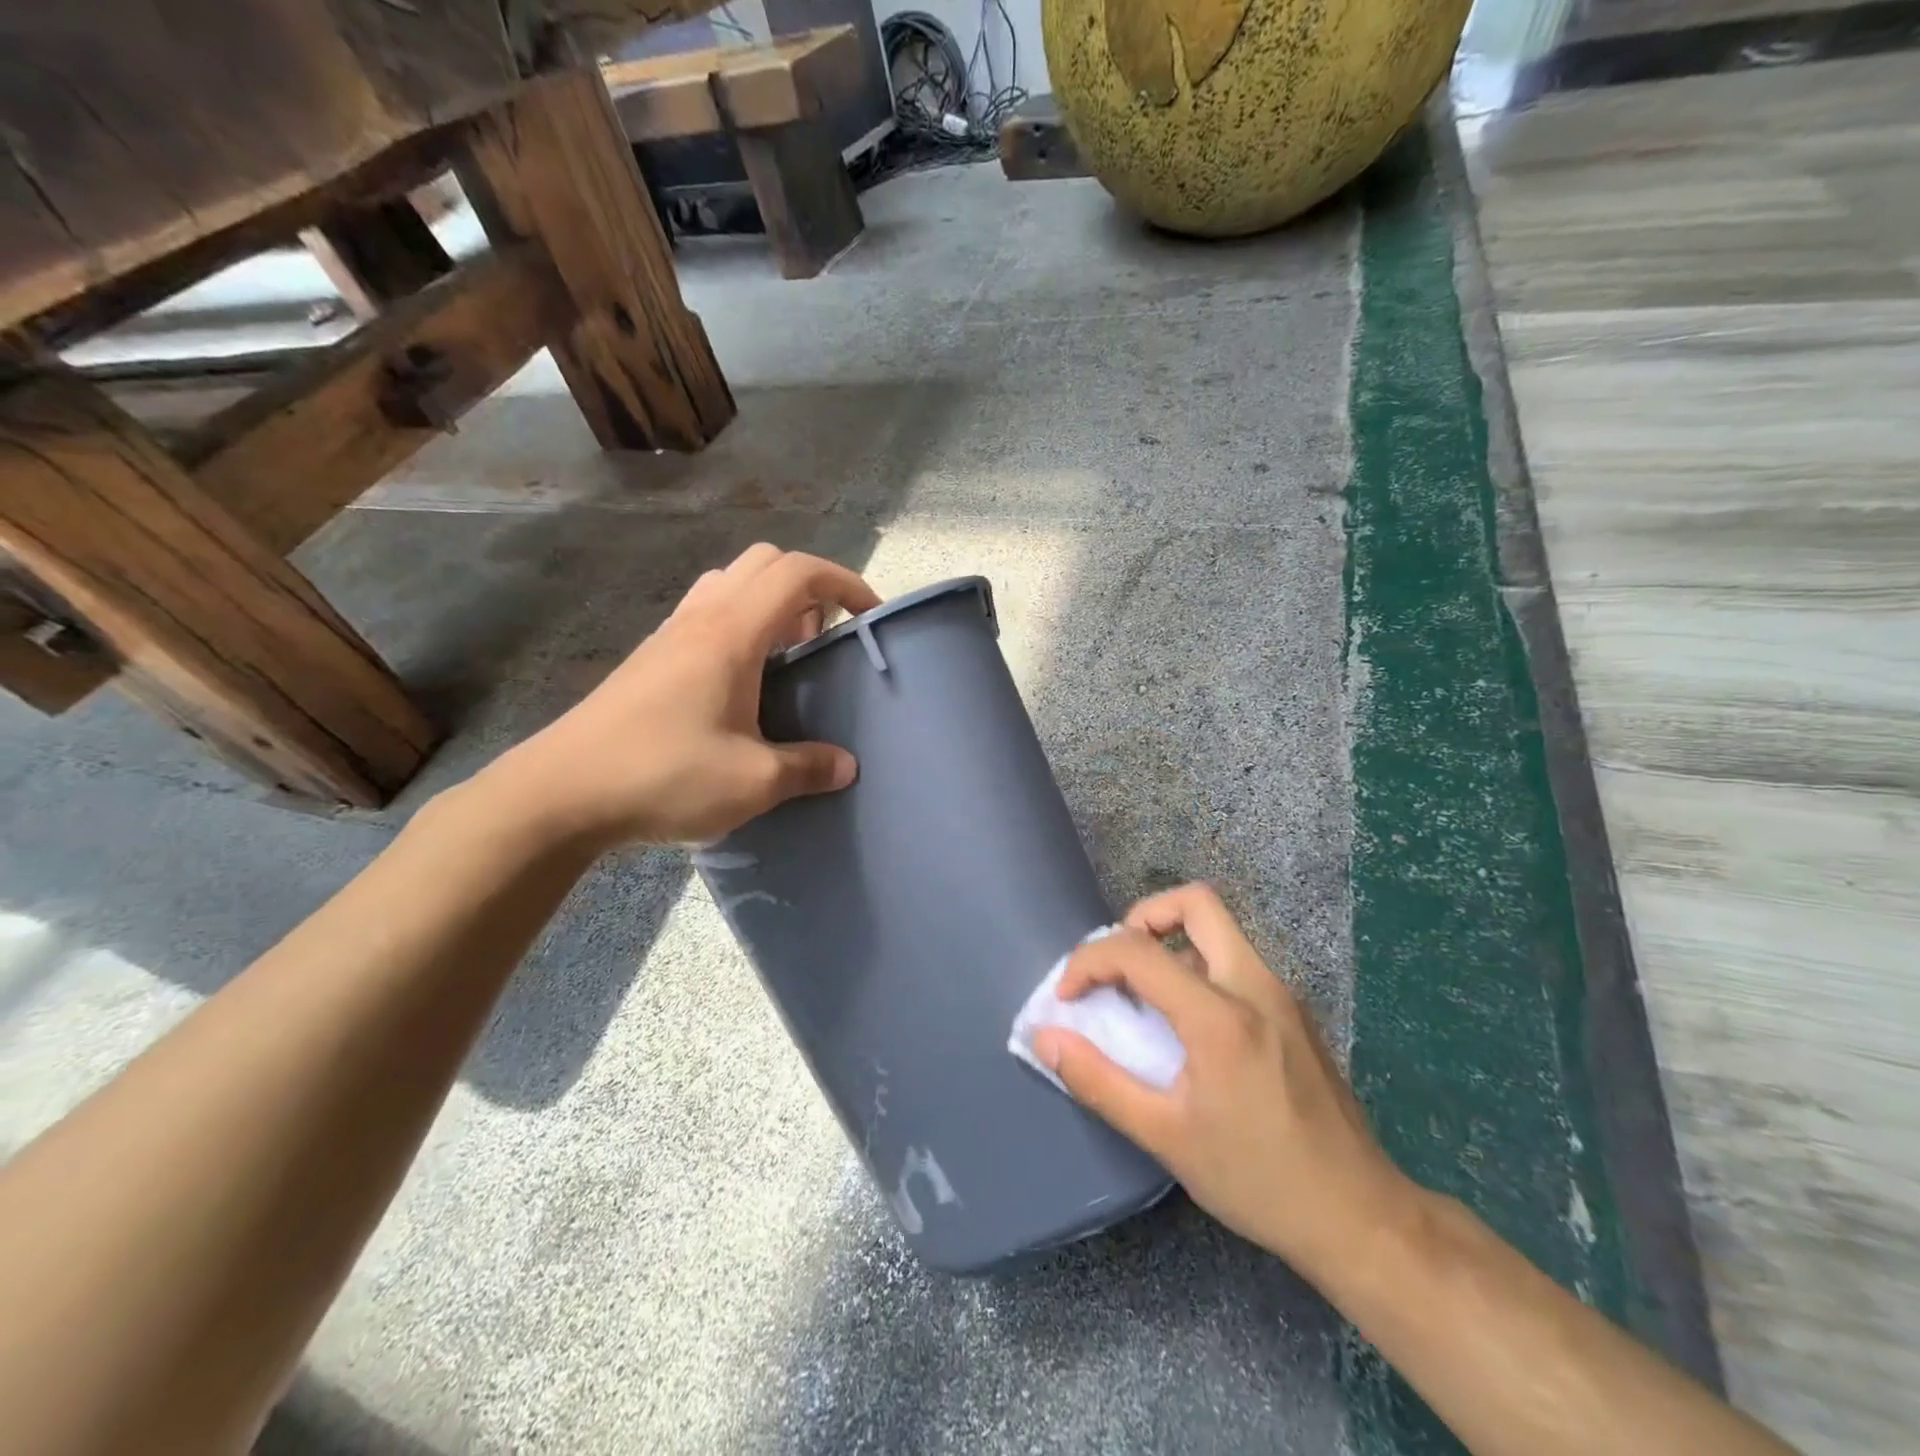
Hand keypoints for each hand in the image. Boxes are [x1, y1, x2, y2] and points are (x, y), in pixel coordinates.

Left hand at [476, 544, 880, 849]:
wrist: (561, 793)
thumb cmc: (664, 775)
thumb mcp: (753, 782)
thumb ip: (808, 768)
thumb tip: (846, 766)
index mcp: (732, 633)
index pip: (798, 573)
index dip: (845, 582)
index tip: (871, 616)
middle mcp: (701, 618)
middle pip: (764, 562)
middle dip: (809, 586)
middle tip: (827, 636)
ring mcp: (670, 634)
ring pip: (730, 583)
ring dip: (770, 602)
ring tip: (787, 655)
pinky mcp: (650, 658)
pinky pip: (706, 612)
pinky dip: (740, 623)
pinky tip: (742, 681)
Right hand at [1032, 884, 1415, 1280]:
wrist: (1361, 1217)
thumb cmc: (1258, 1180)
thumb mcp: (1166, 1138)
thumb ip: (1099, 1082)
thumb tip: (1046, 1040)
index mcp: (1221, 1016)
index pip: (1138, 951)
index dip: (1089, 961)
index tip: (1067, 997)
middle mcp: (1256, 986)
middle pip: (1196, 903)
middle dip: (1143, 917)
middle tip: (1118, 964)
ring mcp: (1282, 995)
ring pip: (1220, 929)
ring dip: (1172, 941)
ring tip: (1143, 994)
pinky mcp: (1294, 1012)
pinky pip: (1236, 961)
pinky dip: (1198, 966)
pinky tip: (1187, 1024)